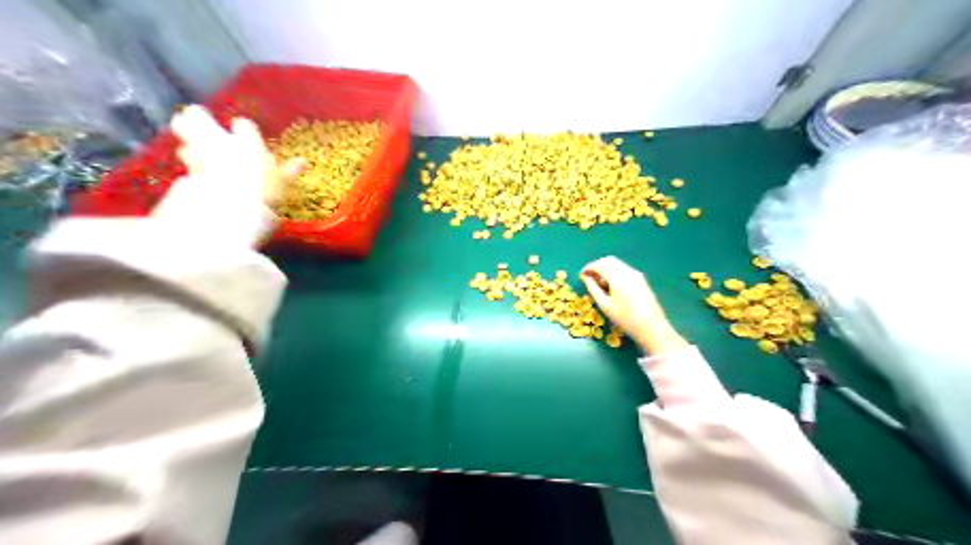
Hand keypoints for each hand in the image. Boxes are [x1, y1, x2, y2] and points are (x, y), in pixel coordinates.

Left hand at [151, 105, 303, 248]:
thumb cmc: (266, 194)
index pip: (243, 125)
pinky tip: (193, 175)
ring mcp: (199, 155)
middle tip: (198, 122)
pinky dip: (190, 168)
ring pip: (184, 137)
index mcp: (247, 142)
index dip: (243, 129)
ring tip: (193, 150)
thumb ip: (290, 170)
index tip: (243, 133)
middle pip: (199, 116)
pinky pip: (186, 164)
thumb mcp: (283, 183)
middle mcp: (220, 141)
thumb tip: (304, 162)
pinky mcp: (186, 171)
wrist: (233, 212)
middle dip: (198, 118)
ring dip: (188, 142)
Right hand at [580, 256, 685, 355]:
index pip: (600, 265)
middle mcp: (628, 272)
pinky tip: (611, 286)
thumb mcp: (606, 306)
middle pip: (609, 261)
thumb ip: (594, 290)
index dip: (589, 268)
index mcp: (618, 277)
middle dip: (597, 266)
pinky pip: (624, 270)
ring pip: (617, 264)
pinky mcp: (641, 280)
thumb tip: (587, 279)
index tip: (581, 275)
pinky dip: (614, 273)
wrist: (652, 327)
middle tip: (589, 278)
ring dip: (606, 269)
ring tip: (599, 283)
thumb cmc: (626, 319)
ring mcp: (636, 275)